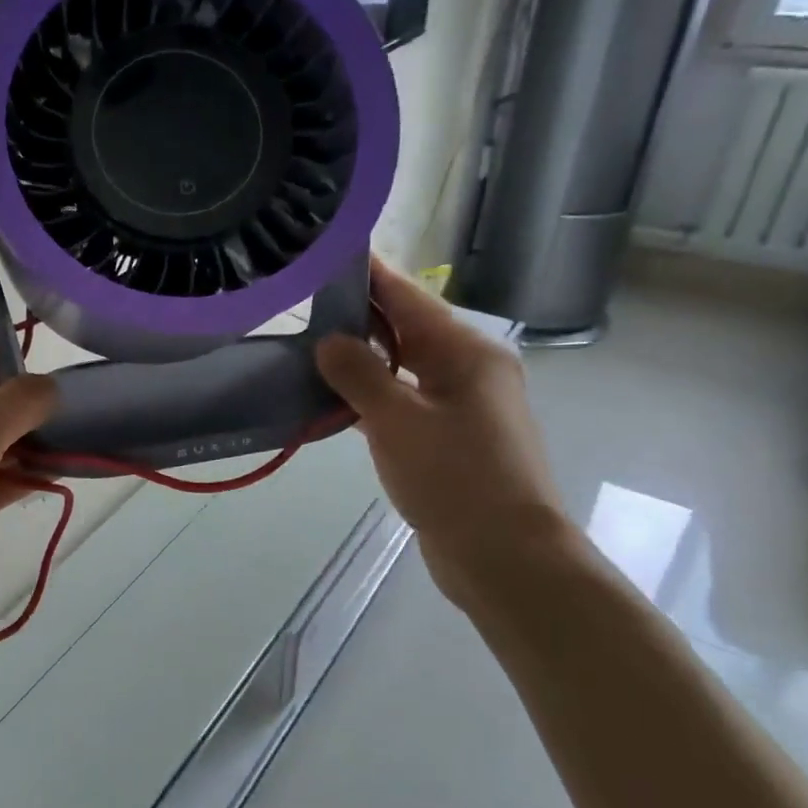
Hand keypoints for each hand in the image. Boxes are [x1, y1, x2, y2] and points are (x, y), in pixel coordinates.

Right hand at [316, 258, 569, 608]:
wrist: (505, 557)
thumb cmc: (455, 478)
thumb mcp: (397, 420)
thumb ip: (358, 373)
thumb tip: (329, 341)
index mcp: (466, 352)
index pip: (407, 297)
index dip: (369, 272)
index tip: (328, 250)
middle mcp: (468, 369)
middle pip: (406, 327)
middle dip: (358, 312)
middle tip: (302, 298)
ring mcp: (461, 405)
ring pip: (403, 365)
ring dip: (362, 356)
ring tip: (309, 342)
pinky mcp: (449, 437)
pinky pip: (403, 400)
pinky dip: (371, 393)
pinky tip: (334, 396)